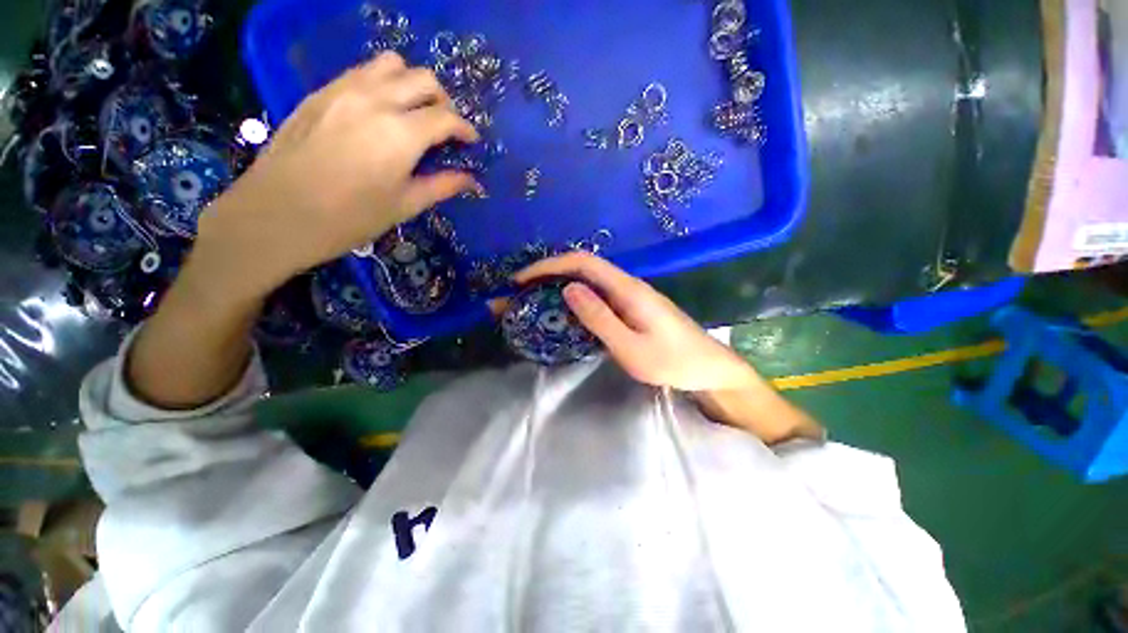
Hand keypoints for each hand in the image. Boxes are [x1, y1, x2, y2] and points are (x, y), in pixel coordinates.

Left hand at [194, 52, 479, 301]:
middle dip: (443, 101)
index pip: (446, 118)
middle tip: (445, 127)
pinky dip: (382, 83)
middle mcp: (376, 100)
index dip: (465, 128)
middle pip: (423, 79)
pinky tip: (381, 111)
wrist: (277, 214)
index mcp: (401, 134)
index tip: (472, 141)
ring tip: (414, 112)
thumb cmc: (349, 218)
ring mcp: (344, 90)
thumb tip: (471, 180)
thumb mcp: (404, 205)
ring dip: (412, 84)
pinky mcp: (321, 93)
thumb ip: (441, 186)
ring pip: (391, 64)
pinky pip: (361, 72)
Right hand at [514, 253, 758, 391]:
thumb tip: (569, 289)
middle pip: (583, 267)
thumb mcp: (631, 347)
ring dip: (559, 285)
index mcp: (627, 289)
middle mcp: (627, 284)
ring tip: (533, 300)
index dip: (549, 266)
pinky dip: (574, 297)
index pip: (582, 263)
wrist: (709, 367)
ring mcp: (630, 295)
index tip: (521, 280)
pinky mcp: (632, 306)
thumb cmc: (673, 362)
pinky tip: (564, 310)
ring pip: (588, 280)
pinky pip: (597, 294)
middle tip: (520, 292)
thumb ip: (599, 318)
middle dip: (548, 274)